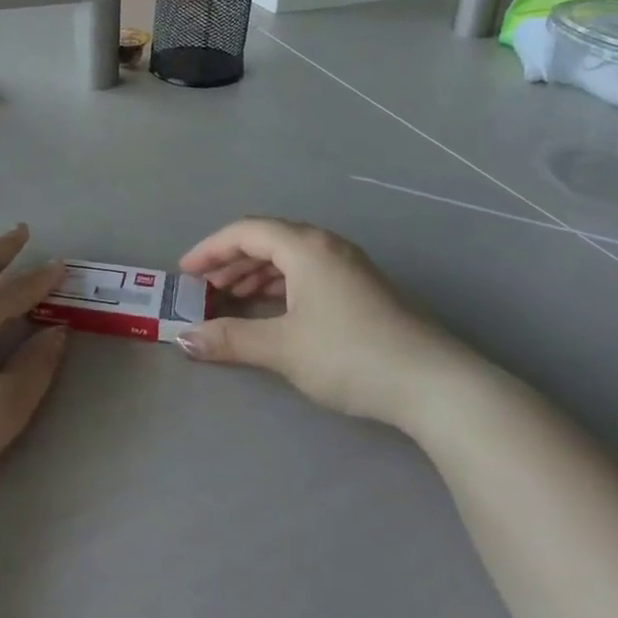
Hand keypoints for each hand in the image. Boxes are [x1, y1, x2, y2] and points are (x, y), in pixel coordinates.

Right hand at [175, 218, 463, 427]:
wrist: (434, 385)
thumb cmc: (349, 355)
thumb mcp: (282, 348)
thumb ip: (230, 339)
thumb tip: (184, 339)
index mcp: (306, 247)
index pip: (246, 232)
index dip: (210, 249)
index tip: (184, 273)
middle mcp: (327, 246)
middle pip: (267, 241)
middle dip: (231, 263)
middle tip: (204, 290)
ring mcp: (349, 267)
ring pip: (289, 258)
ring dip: (255, 276)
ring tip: (231, 301)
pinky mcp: (363, 289)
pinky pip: (308, 274)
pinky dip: (280, 287)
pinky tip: (272, 312)